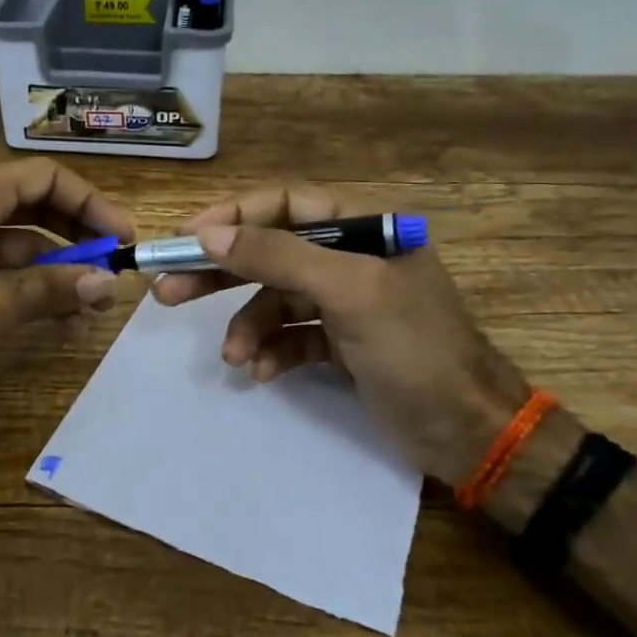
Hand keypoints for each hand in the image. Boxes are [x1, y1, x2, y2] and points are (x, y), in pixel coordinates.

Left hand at [0, 159, 132, 390]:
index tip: (124, 240)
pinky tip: (52, 313)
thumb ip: (53, 290)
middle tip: (113, 273)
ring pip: (21, 239)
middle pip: (38, 205)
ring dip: (57, 267)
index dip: (93, 205)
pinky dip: (28, 282)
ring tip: (90, 304)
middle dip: (79, 238)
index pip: (50, 179)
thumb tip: (109, 283)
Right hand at [151, 185, 529, 480]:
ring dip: (248, 326)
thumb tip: (209, 233)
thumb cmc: (414, 350)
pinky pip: (292, 335)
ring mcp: (346, 301)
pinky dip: (273, 350)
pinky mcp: (342, 342)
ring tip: (234, 357)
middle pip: (270, 251)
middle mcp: (352, 257)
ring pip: (275, 299)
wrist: (467, 432)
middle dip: (221, 273)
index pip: (284, 204)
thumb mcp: (348, 293)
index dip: (232, 216)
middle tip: (168, 291)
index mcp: (364, 228)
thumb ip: (278, 257)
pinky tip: (263, 372)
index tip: (185, 239)